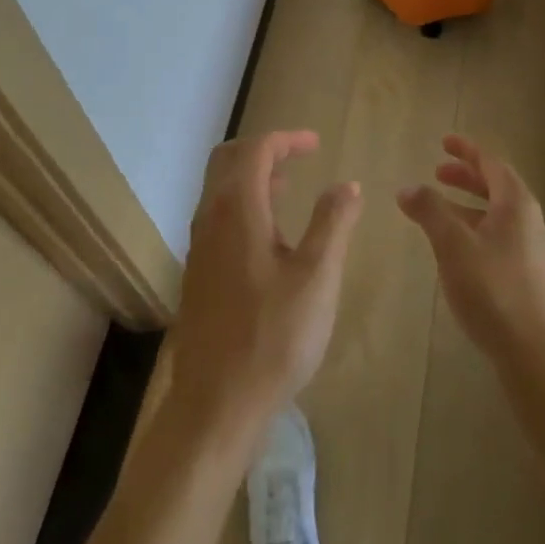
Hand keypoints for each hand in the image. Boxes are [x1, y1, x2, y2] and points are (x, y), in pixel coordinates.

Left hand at [171, 132, 362, 442]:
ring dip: (252, 176)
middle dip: (264, 150)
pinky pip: (217, 214)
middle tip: (298, 157)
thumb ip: (333, 223)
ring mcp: (199, 244)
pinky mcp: (198, 270)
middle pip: (229, 159)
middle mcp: (210, 216)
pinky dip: (242, 203)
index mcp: (237, 208)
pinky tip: (269, 235)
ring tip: (288, 187)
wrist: (216, 403)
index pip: (256, 150)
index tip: (317, 144)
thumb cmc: (273, 337)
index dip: (287, 140)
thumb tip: (346, 184)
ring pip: (220, 187)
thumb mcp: (317, 277)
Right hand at [398, 135, 544, 367]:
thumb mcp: (453, 245)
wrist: (539, 358)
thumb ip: (430, 211)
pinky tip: (458, 251)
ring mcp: (532, 252)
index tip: (444, 142)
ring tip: (440, 211)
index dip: (466, 150)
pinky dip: (476, 230)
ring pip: (497, 216)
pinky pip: (499, 239)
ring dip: (469, 206)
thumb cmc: (494, 290)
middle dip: (466, 177)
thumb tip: (408, 187)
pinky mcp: (529, 280)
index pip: (491, 163)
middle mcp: (529, 222)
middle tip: (437, 173)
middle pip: (496, 187)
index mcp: (516, 204)